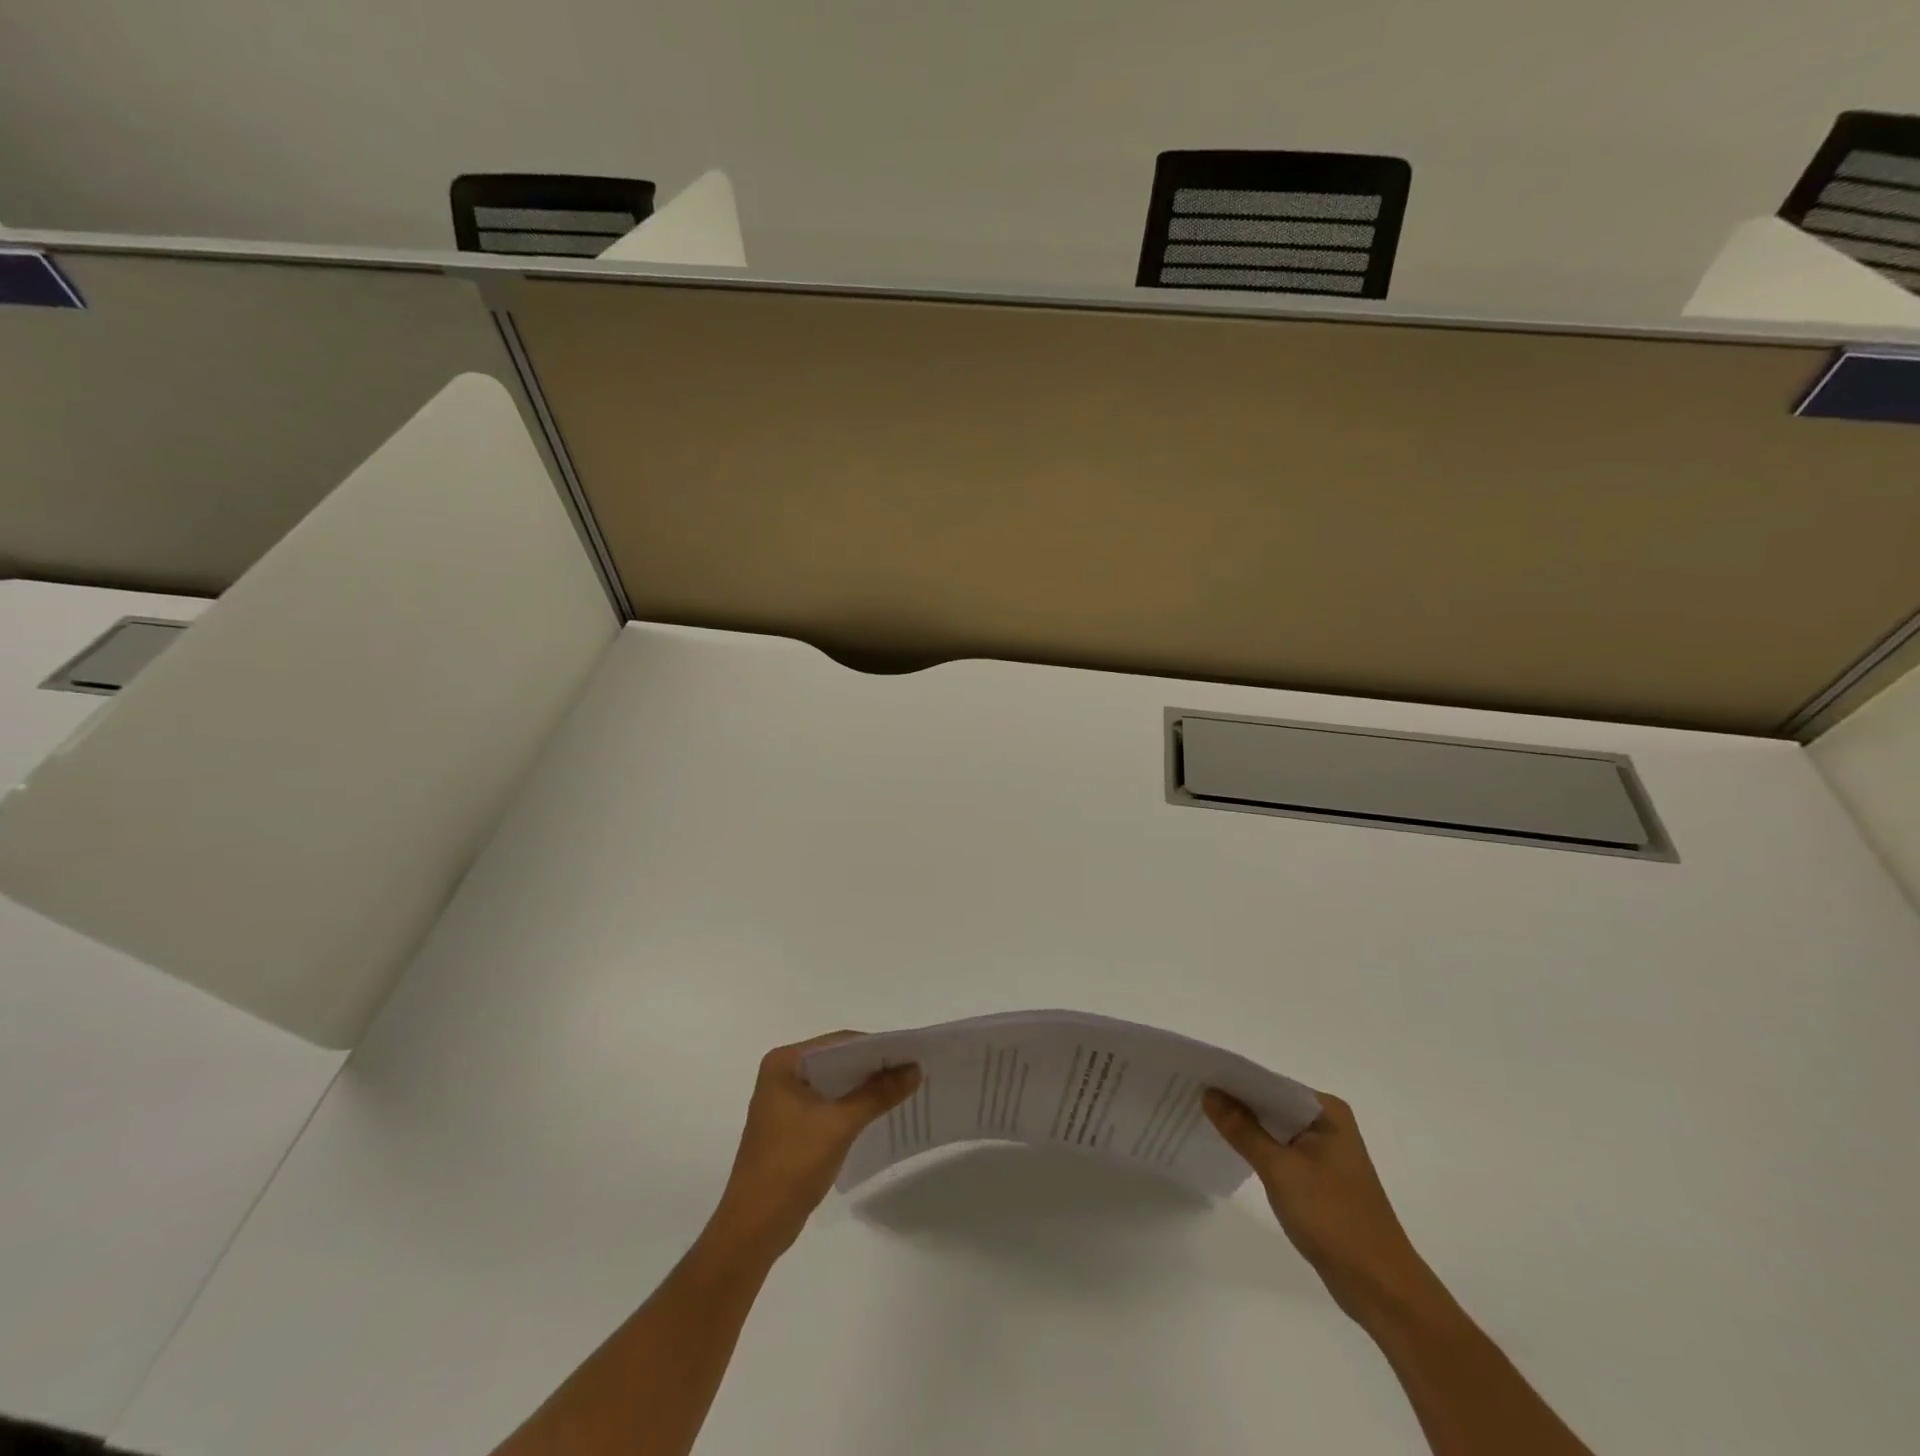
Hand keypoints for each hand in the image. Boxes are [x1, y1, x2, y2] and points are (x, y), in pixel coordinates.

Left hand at [707, 1032, 920, 1258]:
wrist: (755, 1227)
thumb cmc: (792, 1164)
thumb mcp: (840, 1124)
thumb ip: (878, 1093)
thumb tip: (915, 1069)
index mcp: (784, 1063)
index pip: (839, 1043)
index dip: (876, 1047)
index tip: (910, 1052)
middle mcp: (782, 1074)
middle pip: (837, 1061)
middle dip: (873, 1067)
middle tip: (913, 1069)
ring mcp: (785, 1101)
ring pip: (834, 1083)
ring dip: (865, 1087)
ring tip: (904, 1087)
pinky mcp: (791, 1125)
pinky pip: (829, 1104)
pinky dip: (852, 1105)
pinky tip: (878, 1111)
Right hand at [1205, 1088, 1436, 1322]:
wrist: (1379, 1287)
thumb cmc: (1333, 1219)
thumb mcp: (1281, 1170)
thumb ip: (1243, 1129)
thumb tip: (1209, 1093)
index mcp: (1326, 1111)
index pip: (1270, 1082)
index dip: (1234, 1078)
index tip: (1197, 1075)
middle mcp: (1327, 1123)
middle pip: (1271, 1102)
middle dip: (1235, 1101)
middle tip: (1191, 1093)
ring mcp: (1324, 1151)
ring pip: (1274, 1127)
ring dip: (1244, 1125)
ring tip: (1202, 1116)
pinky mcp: (1318, 1177)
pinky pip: (1280, 1150)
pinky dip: (1257, 1148)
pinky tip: (1230, 1148)